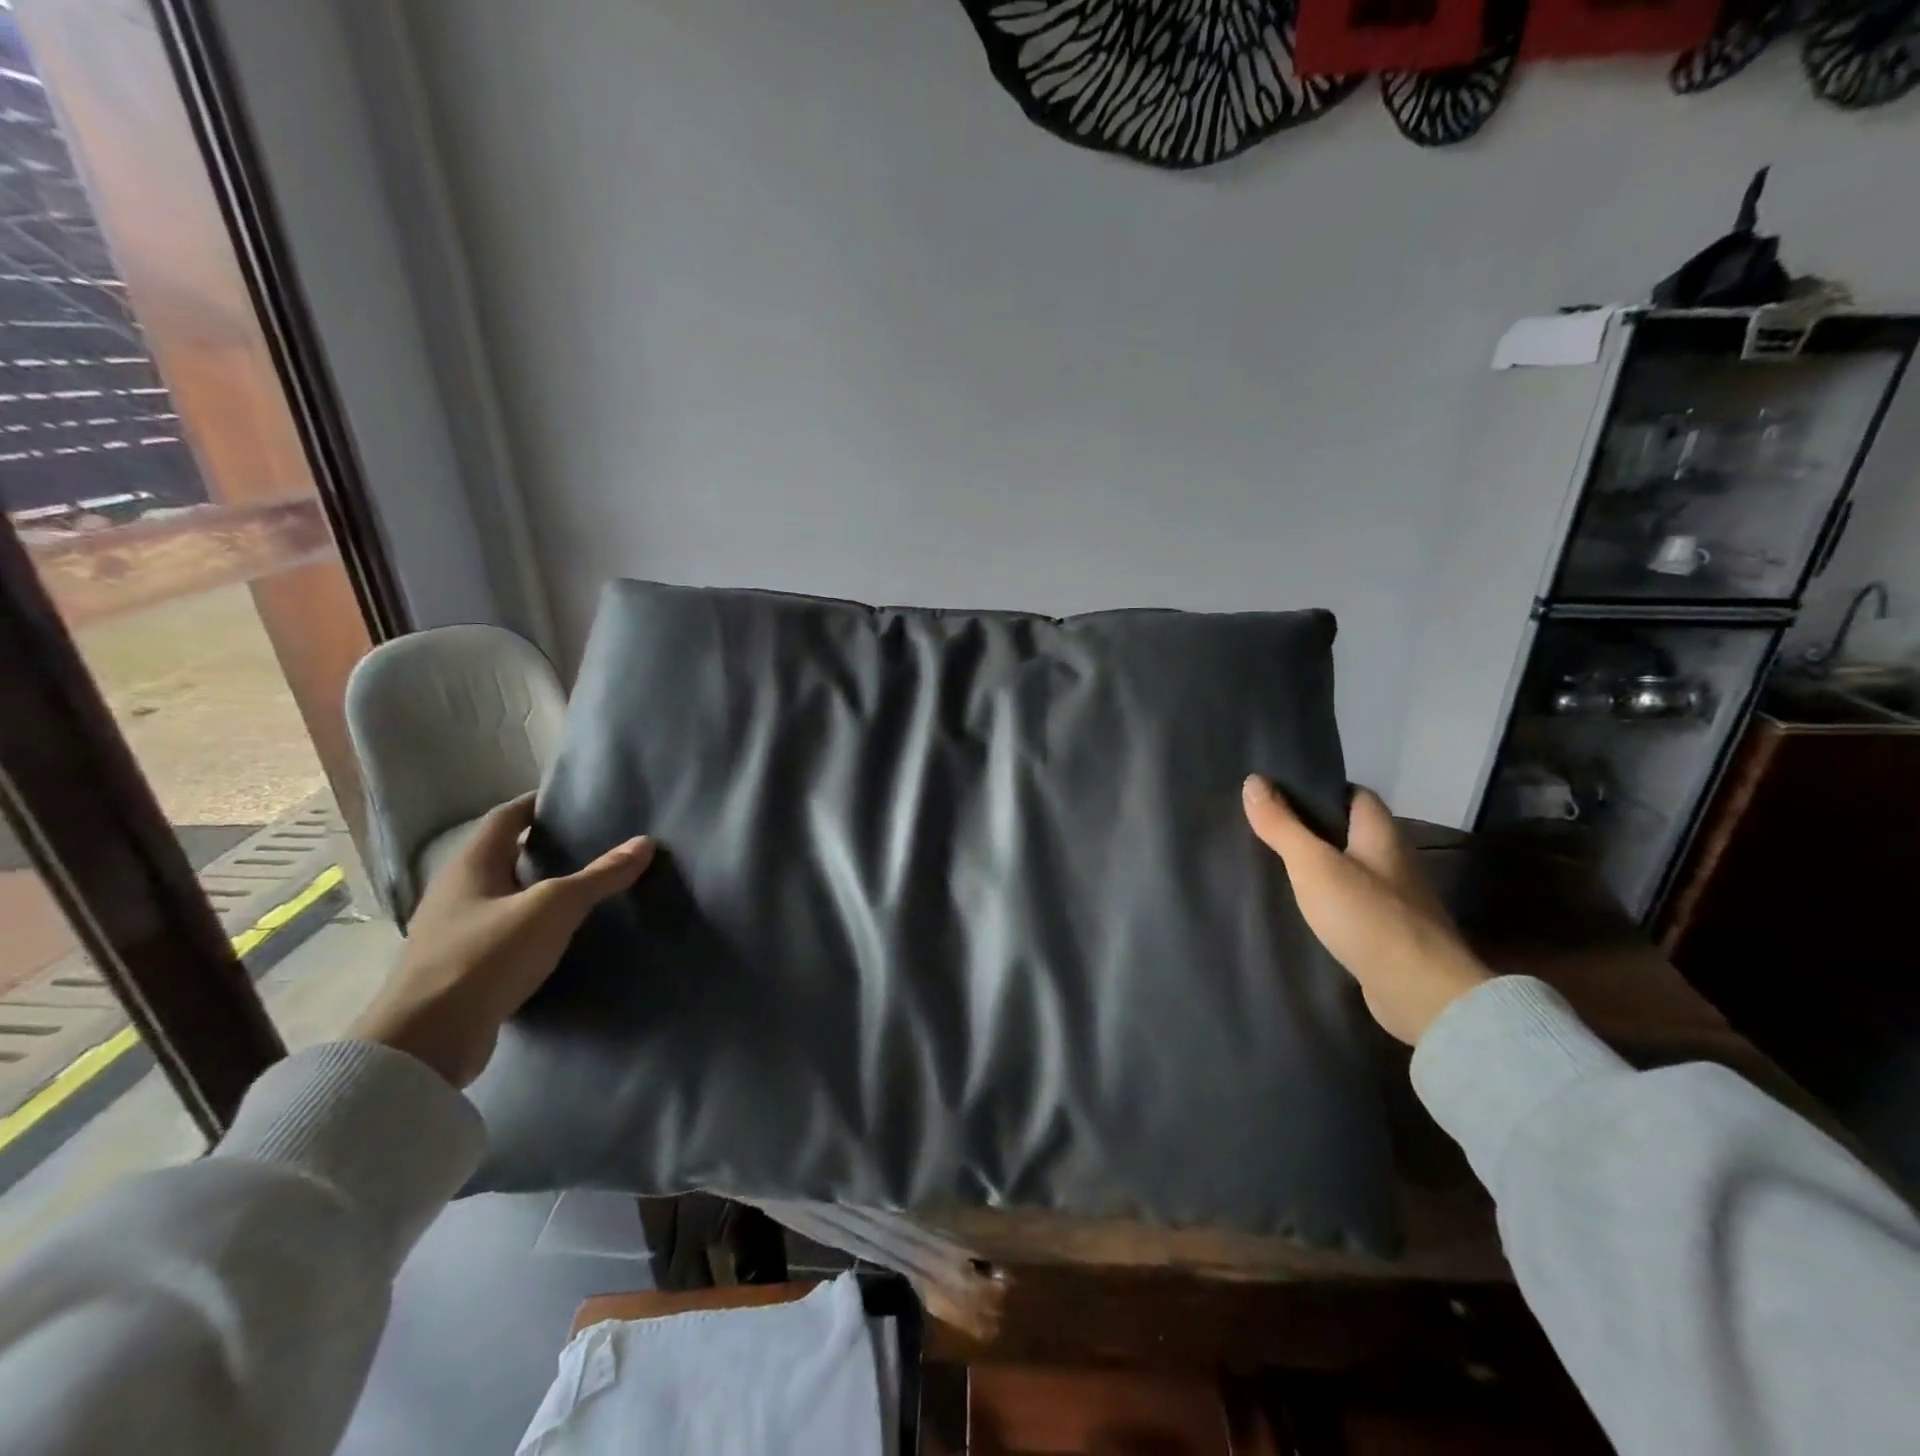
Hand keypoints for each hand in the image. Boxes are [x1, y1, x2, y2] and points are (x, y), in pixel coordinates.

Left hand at [351, 794, 653, 1086]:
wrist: (426, 1042)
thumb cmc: (485, 956)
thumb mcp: (552, 908)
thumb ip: (599, 876)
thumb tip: (645, 842)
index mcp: (470, 866)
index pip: (505, 818)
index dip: (536, 804)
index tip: (571, 800)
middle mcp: (456, 893)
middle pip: (503, 856)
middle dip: (542, 847)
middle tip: (590, 841)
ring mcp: (454, 933)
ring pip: (503, 896)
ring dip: (537, 888)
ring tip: (584, 885)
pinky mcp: (462, 969)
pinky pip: (503, 932)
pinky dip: (532, 925)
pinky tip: (560, 935)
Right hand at [1242, 776, 1489, 1045]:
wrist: (1420, 993)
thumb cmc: (1367, 916)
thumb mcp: (1313, 864)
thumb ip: (1282, 825)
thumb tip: (1252, 780)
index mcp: (1382, 833)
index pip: (1354, 794)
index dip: (1320, 789)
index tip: (1278, 793)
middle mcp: (1393, 860)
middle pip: (1349, 831)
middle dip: (1310, 828)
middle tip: (1264, 827)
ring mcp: (1394, 899)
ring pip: (1348, 869)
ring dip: (1317, 866)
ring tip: (1271, 864)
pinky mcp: (1387, 933)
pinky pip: (1350, 904)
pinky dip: (1326, 900)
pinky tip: (1298, 908)